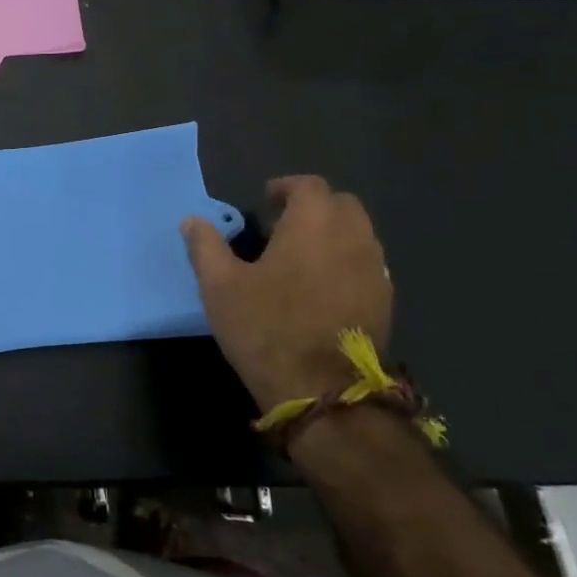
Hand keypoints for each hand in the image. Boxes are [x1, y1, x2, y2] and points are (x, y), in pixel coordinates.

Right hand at [181, 176, 392, 413]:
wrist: (322, 390)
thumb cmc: (265, 327)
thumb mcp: (219, 285)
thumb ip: (205, 246)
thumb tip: (192, 221)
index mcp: (313, 224)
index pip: (308, 186)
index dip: (286, 187)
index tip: (265, 200)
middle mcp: (353, 238)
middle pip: (341, 204)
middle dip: (313, 207)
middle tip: (281, 226)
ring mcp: (375, 270)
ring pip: (358, 234)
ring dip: (332, 234)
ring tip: (299, 256)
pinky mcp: (384, 301)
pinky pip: (366, 264)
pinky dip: (345, 261)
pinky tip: (320, 287)